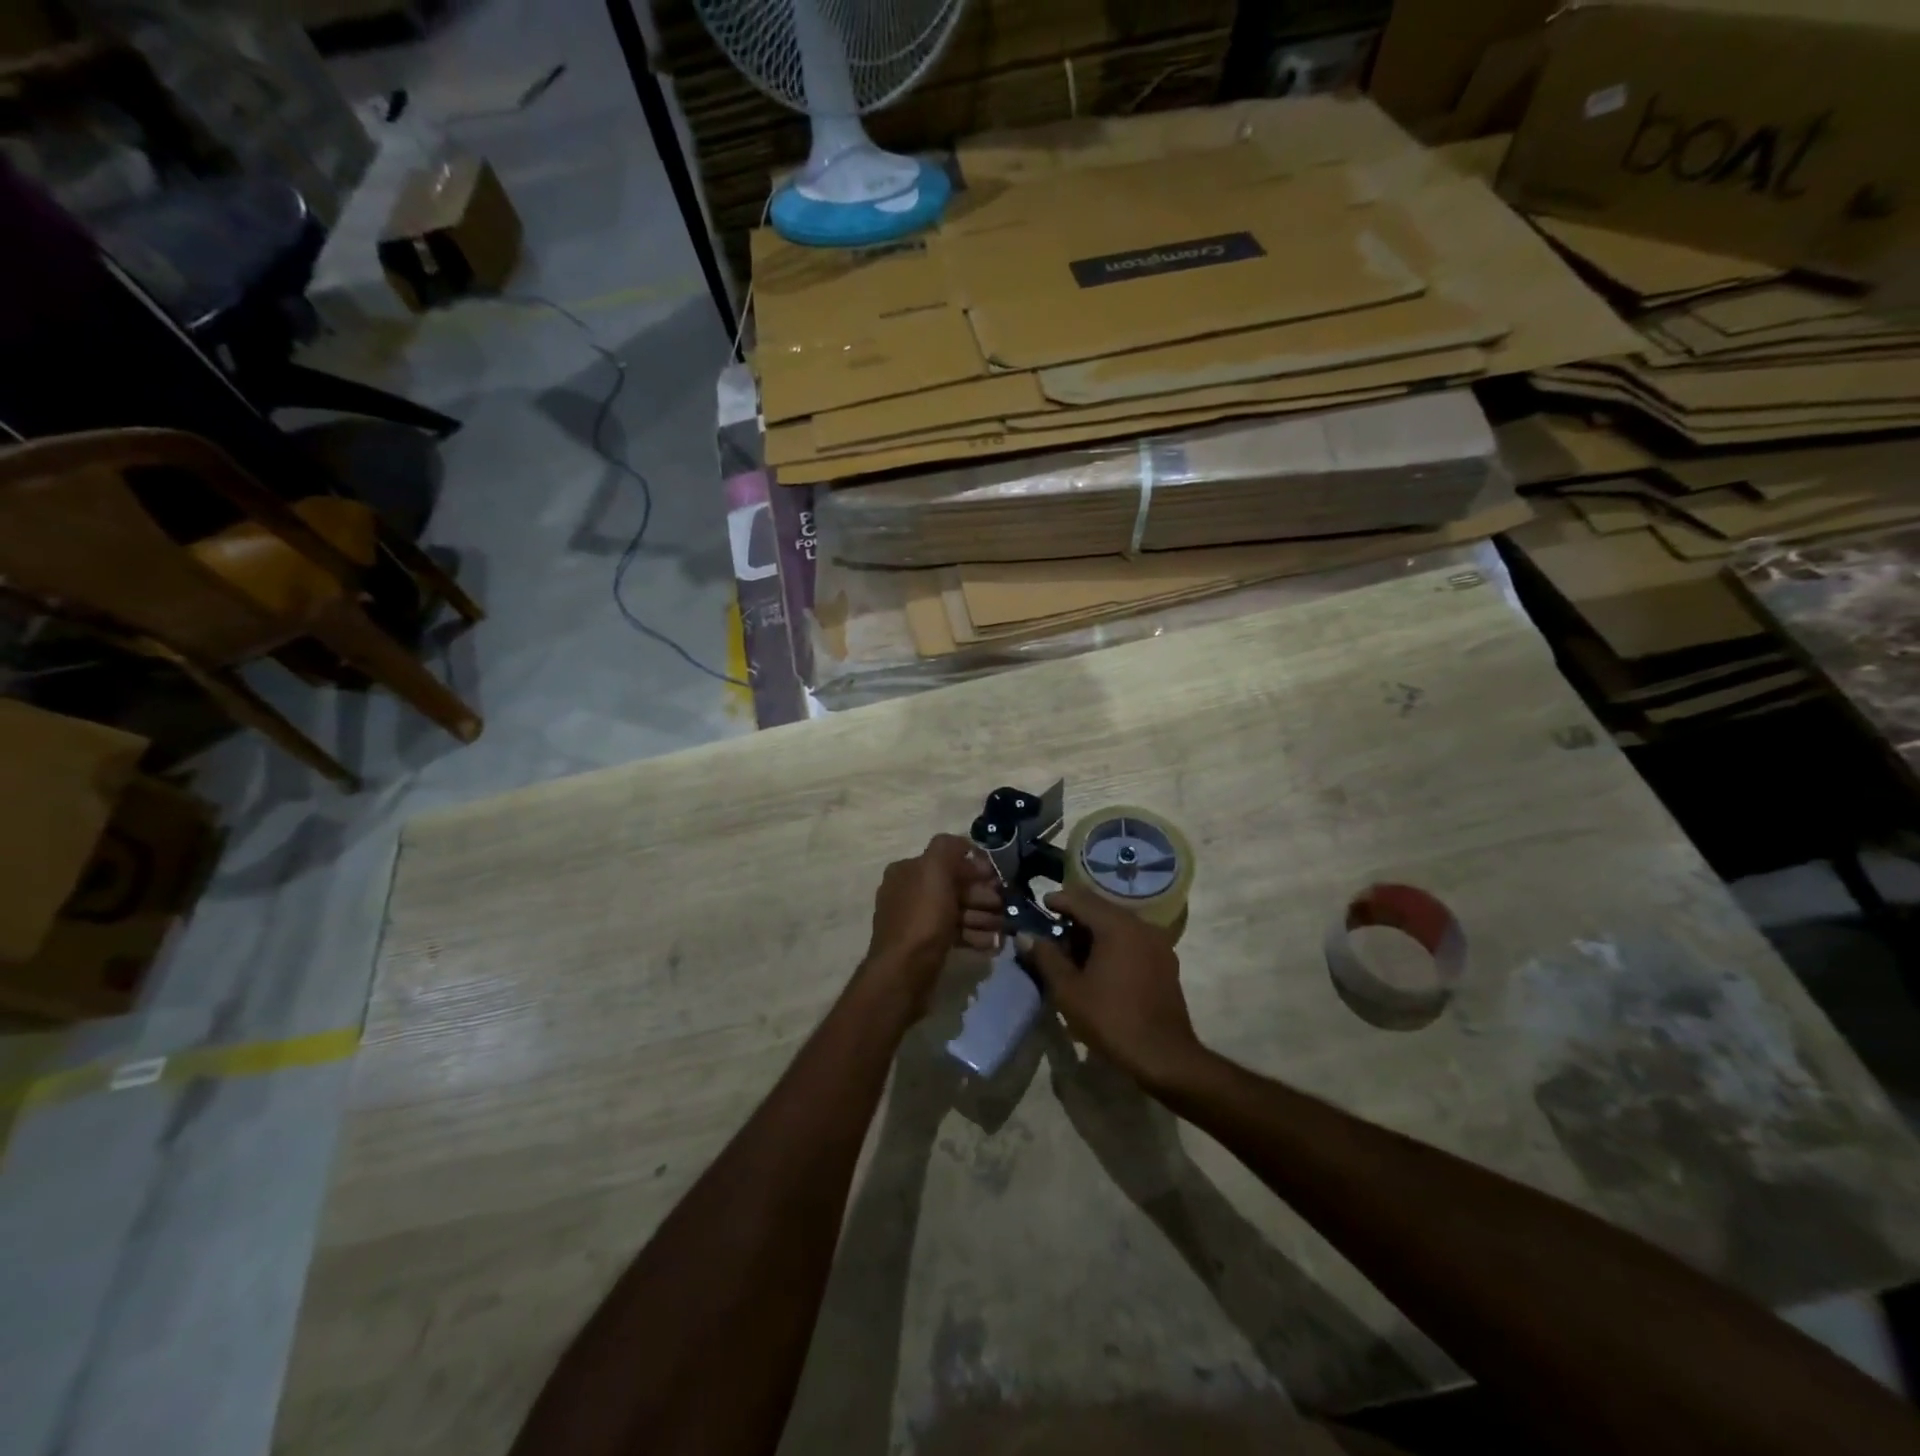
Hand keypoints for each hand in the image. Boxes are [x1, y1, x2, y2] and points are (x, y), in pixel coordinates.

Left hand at [863, 834, 1002, 998]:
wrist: (904, 972)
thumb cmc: (922, 917)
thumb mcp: (934, 869)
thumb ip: (948, 847)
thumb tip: (965, 846)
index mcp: (907, 870)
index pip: (946, 860)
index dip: (974, 867)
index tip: (996, 879)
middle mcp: (909, 892)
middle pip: (954, 887)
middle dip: (982, 895)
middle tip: (1002, 906)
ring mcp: (917, 921)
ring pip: (957, 912)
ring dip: (982, 917)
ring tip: (1000, 928)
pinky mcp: (926, 945)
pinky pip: (955, 933)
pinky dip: (974, 935)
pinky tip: (991, 943)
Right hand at [1017, 887, 1205, 1091]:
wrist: (1164, 1056)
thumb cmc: (1111, 1020)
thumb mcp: (1068, 990)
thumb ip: (1045, 957)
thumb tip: (1026, 936)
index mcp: (1117, 926)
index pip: (1081, 900)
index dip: (1058, 900)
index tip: (1040, 905)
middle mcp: (1141, 926)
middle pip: (1101, 910)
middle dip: (1075, 918)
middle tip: (1053, 935)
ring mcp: (1158, 943)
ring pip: (1118, 925)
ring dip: (1094, 933)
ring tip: (1073, 954)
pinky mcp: (1165, 962)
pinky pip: (1133, 940)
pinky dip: (1113, 944)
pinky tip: (1100, 966)